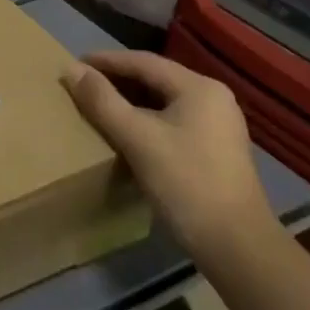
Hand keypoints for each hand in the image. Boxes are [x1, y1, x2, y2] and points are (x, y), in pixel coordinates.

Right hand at [60, 50, 275, 267]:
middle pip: (154, 78)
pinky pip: (172, 120)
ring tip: (97, 106)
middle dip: (116, 80)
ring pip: (163, 101)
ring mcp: (218, 125)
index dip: (105, 61)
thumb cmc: (185, 183)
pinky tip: (125, 132)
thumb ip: (102, 100)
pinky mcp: (215, 150)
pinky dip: (145, 119)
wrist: (237, 248)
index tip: (72, 65)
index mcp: (199, 88)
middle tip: (81, 85)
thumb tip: (71, 68)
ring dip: (129, 101)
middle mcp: (213, 98)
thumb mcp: (136, 137)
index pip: (143, 62)